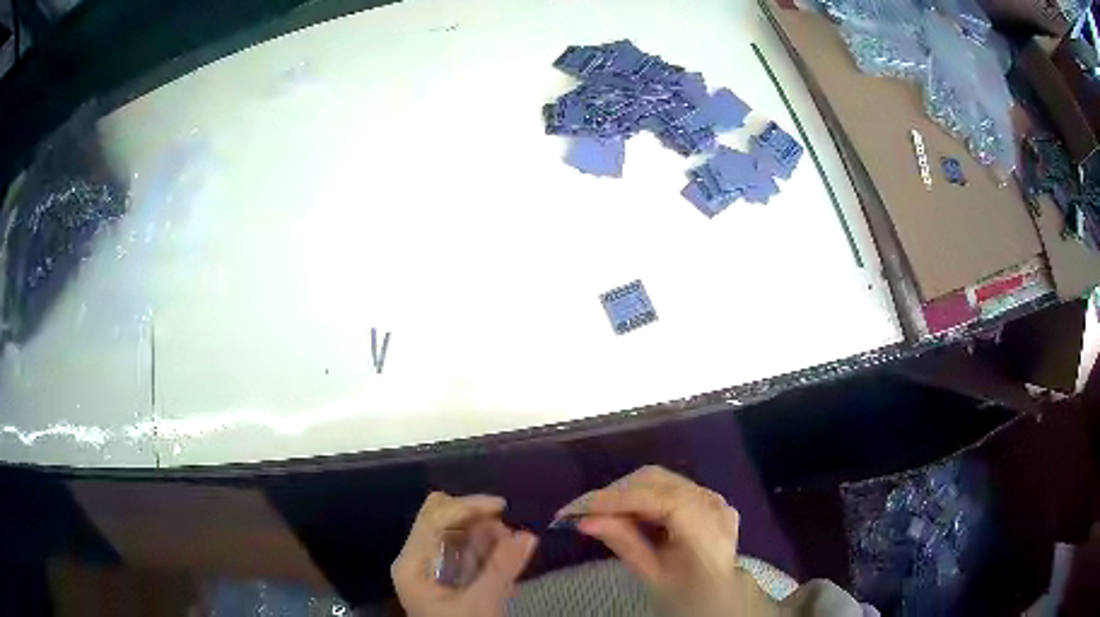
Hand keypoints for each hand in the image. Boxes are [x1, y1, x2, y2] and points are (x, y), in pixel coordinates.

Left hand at [392, 492, 538, 616]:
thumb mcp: (481, 603)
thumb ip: (502, 568)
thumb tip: (529, 535)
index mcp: (412, 563)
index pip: (434, 518)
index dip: (467, 506)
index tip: (502, 507)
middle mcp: (416, 558)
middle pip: (442, 519)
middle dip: (478, 522)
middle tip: (508, 537)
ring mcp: (429, 566)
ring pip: (456, 532)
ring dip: (485, 535)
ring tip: (509, 554)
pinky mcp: (444, 575)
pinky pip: (464, 549)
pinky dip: (485, 549)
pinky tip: (502, 563)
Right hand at [556, 466, 778, 616]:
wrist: (717, 598)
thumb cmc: (685, 596)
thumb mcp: (652, 576)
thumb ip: (624, 544)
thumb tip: (584, 521)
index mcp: (708, 531)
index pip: (661, 500)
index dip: (617, 499)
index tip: (576, 509)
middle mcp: (714, 504)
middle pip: (658, 481)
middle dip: (615, 493)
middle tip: (581, 513)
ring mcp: (713, 497)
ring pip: (660, 479)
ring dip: (625, 492)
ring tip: (599, 513)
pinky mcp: (707, 497)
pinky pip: (668, 486)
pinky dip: (641, 495)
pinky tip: (625, 513)